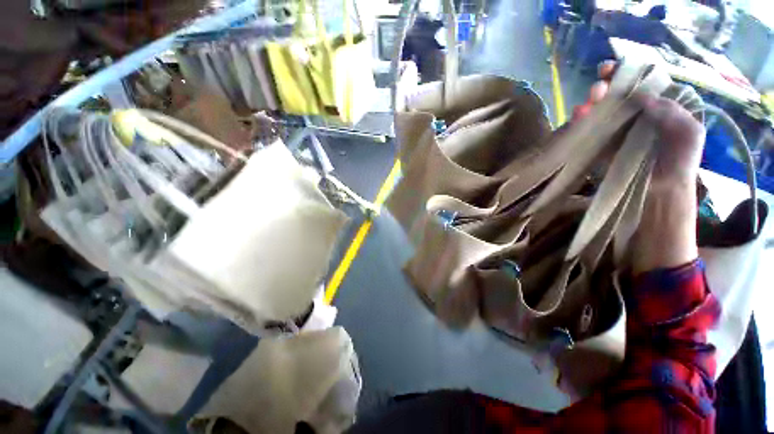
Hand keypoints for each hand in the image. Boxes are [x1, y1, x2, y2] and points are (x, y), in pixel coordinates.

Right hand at [575, 62, 703, 271]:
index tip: (613, 70)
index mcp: (666, 119)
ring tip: (583, 107)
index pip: (647, 89)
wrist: (653, 215)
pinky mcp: (601, 157)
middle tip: (597, 90)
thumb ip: (676, 117)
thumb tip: (645, 98)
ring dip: (591, 109)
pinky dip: (582, 129)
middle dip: (607, 91)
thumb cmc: (674, 181)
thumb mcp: (688, 144)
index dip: (631, 76)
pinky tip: (575, 122)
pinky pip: (591, 138)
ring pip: (602, 118)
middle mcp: (642, 127)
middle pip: (621, 101)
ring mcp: (620, 142)